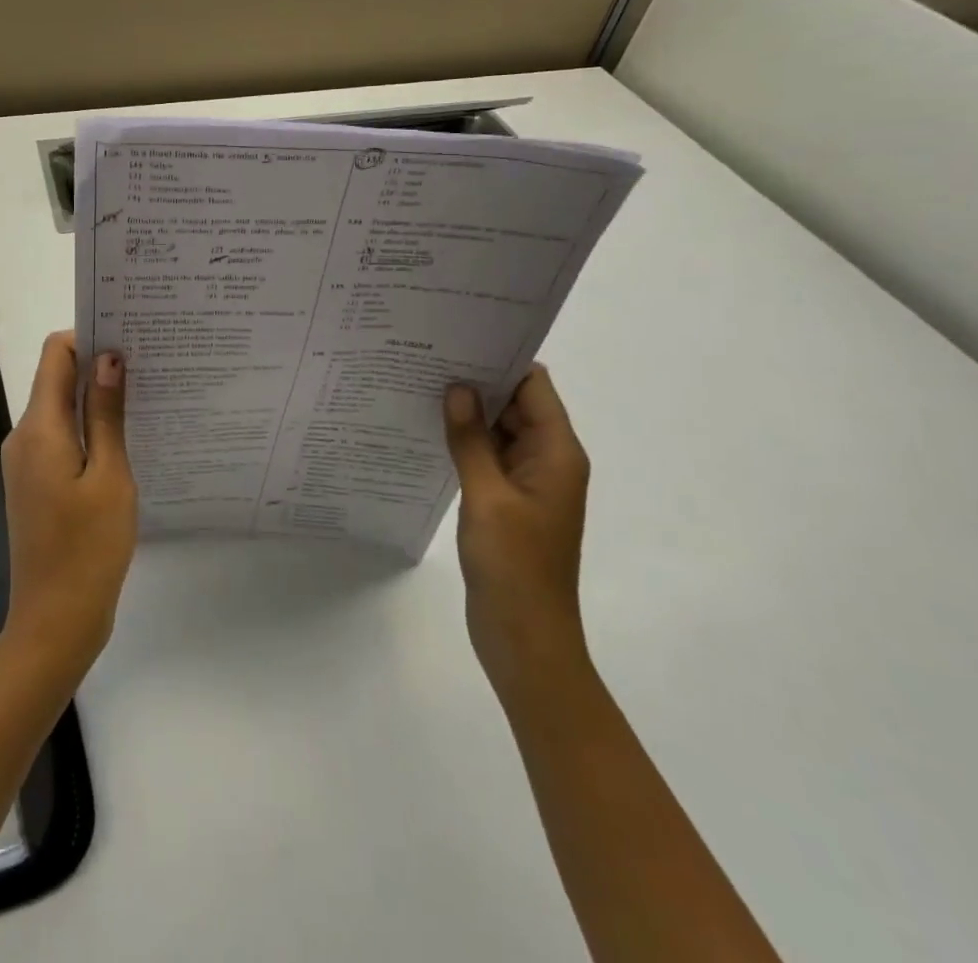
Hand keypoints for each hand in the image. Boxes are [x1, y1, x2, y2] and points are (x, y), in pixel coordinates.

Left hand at [0, 332, 137, 676]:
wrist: (55, 622)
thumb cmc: (88, 548)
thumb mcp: (109, 476)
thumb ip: (105, 414)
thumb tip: (107, 357)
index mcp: (38, 428)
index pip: (55, 354)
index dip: (89, 337)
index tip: (130, 339)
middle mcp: (24, 436)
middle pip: (57, 379)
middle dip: (98, 366)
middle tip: (150, 365)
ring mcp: (26, 462)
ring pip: (61, 410)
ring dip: (96, 399)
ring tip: (146, 397)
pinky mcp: (36, 483)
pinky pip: (61, 439)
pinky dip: (89, 429)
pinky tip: (126, 439)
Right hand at [444, 366, 591, 700]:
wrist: (525, 639)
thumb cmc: (514, 566)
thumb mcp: (487, 497)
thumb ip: (471, 440)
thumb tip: (456, 388)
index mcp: (557, 453)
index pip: (534, 386)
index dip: (502, 359)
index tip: (459, 338)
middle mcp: (548, 460)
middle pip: (516, 404)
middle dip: (477, 381)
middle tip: (427, 356)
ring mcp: (528, 482)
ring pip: (499, 430)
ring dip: (468, 412)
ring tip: (420, 384)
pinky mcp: (508, 501)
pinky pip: (488, 457)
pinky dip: (465, 442)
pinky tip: (428, 430)